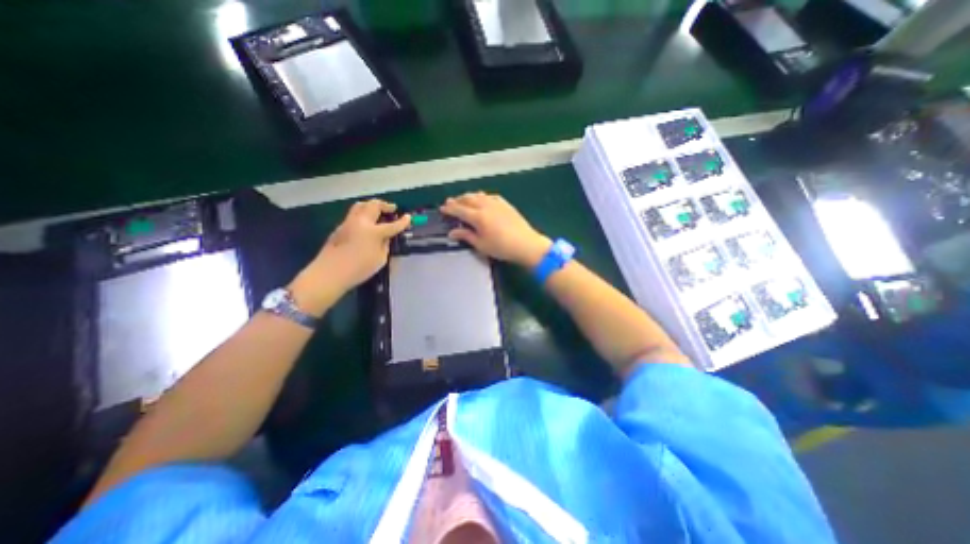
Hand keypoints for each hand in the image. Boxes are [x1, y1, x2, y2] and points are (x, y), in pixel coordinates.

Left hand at [287, 199, 406, 314]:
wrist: (330, 273)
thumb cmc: (359, 269)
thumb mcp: (380, 259)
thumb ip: (385, 245)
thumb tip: (386, 238)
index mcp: (373, 231)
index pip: (393, 224)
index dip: (403, 221)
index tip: (408, 217)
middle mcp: (361, 222)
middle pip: (374, 205)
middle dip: (385, 205)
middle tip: (392, 209)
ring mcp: (348, 223)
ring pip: (361, 205)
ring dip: (371, 205)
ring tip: (378, 211)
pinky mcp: (340, 227)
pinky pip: (353, 215)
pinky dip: (362, 214)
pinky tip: (365, 224)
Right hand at [442, 194, 548, 267]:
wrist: (526, 244)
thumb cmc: (502, 248)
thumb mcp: (481, 245)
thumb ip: (466, 236)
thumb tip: (452, 233)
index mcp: (478, 216)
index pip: (459, 209)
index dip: (449, 209)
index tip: (442, 209)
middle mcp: (486, 206)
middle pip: (468, 199)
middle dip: (457, 200)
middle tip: (450, 203)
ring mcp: (497, 203)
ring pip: (479, 195)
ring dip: (469, 197)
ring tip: (463, 200)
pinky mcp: (505, 204)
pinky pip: (490, 196)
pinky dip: (482, 197)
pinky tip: (482, 200)